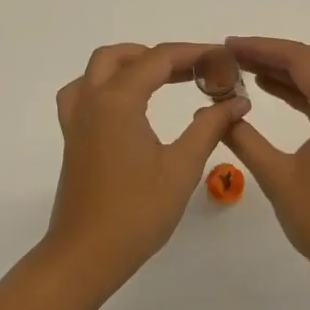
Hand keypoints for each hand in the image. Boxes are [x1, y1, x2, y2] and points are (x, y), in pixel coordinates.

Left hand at [45, 42, 249, 295]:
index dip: (193, 53)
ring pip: (98, 69)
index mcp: (118, 101)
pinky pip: (83, 92)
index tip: (222, 58)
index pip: (158, 59)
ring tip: (162, 78)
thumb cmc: (136, 212)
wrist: (85, 255)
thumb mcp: (182, 167)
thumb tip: (237, 101)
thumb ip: (210, 127)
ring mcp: (76, 118)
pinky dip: (106, 84)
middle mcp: (92, 100)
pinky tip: (125, 103)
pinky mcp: (72, 137)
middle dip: (160, 56)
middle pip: (123, 56)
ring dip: (130, 64)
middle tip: (195, 70)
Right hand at [223, 37, 309, 296]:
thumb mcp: (277, 178)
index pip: (301, 60)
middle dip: (270, 55)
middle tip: (230, 55)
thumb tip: (214, 112)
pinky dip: (296, 92)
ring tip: (242, 68)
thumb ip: (244, 139)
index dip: (262, 47)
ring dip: (282, 72)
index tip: (228, 45)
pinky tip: (268, 90)